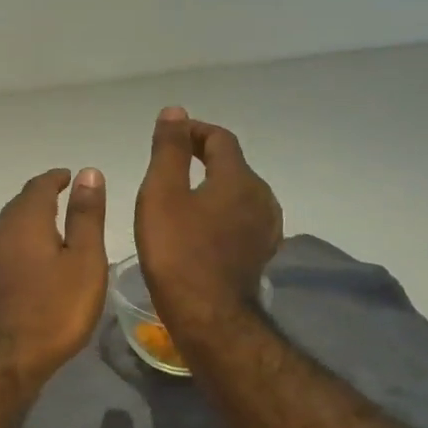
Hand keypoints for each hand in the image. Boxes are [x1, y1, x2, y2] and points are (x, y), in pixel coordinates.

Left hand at [0, 168, 107, 391]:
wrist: (1, 362)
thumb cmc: (53, 310)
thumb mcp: (83, 261)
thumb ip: (85, 216)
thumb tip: (87, 172)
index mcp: (24, 220)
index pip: (39, 185)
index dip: (57, 178)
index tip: (71, 177)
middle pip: (20, 205)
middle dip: (42, 199)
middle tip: (66, 201)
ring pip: (9, 229)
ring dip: (30, 223)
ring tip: (54, 232)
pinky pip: (3, 251)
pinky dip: (21, 246)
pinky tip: (33, 263)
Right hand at [134, 106, 281, 334]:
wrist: (208, 315)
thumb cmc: (178, 251)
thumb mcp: (162, 194)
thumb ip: (170, 150)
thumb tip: (175, 112)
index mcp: (238, 178)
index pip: (220, 139)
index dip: (194, 131)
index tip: (169, 136)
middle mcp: (261, 197)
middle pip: (233, 165)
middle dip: (204, 158)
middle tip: (171, 165)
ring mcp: (265, 228)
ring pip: (239, 193)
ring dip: (213, 187)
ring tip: (183, 197)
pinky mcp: (260, 253)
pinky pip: (241, 219)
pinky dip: (221, 212)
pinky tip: (202, 228)